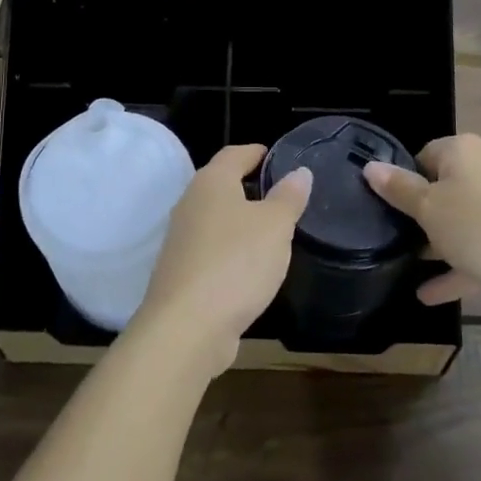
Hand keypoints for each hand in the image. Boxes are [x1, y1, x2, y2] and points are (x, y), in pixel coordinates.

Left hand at [131, 144, 311, 378]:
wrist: (187, 327)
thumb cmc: (236, 263)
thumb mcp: (275, 226)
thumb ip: (288, 197)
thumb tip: (299, 172)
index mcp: (211, 183)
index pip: (234, 154)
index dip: (257, 153)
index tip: (278, 158)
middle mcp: (189, 204)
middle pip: (222, 185)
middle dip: (250, 187)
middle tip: (283, 196)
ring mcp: (181, 240)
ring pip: (216, 219)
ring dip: (241, 222)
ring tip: (273, 232)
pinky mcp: (181, 272)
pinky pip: (212, 250)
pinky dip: (231, 251)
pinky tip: (250, 267)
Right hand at [363, 132, 480, 309]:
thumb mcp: (429, 209)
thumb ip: (399, 189)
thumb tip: (370, 166)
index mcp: (466, 152)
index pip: (425, 154)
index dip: (405, 178)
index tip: (389, 205)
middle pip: (447, 187)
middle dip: (423, 214)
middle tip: (396, 236)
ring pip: (466, 220)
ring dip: (440, 244)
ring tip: (410, 265)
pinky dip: (461, 266)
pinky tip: (432, 294)